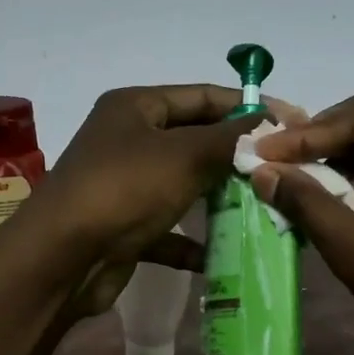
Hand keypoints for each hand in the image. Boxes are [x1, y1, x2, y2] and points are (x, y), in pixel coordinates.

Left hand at [24, 84, 297, 314]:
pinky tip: (223, 255)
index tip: (292, 123)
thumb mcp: (185, 155)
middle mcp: (128, 140)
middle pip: (195, 141)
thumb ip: (231, 138)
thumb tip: (271, 122)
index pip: (202, 96)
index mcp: (136, 107)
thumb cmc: (124, 189)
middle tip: (282, 170)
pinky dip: (192, 241)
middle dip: (236, 157)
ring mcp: (125, 185)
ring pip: (184, 186)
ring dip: (220, 199)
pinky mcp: (124, 227)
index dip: (247, 107)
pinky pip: (168, 229)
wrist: (62, 258)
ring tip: (265, 208)